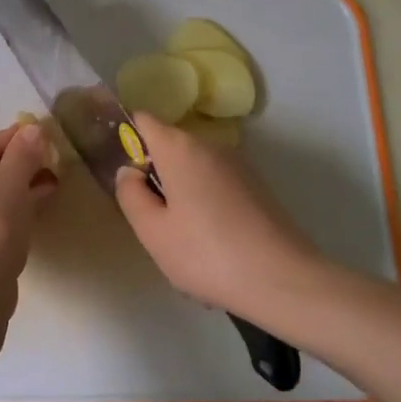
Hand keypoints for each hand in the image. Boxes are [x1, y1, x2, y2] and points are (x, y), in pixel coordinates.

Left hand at [0, 123, 56, 287]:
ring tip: (47, 186)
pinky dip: (0, 213)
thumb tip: (33, 130)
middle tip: (48, 165)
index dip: (16, 141)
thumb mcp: (11, 185)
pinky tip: (31, 210)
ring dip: (13, 191)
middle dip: (16, 168)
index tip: (42, 137)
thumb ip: (23, 154)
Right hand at [114, 114, 321, 316]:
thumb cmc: (206, 254)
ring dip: (180, 198)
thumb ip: (130, 194)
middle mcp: (210, 146)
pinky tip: (211, 250)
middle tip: (149, 222)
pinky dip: (205, 210)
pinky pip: (215, 189)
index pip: (143, 120)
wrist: (283, 280)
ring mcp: (238, 166)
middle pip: (169, 148)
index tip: (117, 168)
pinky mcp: (256, 188)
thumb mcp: (152, 231)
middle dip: (154, 177)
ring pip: (193, 173)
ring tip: (182, 245)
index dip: (125, 136)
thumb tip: (129, 171)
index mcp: (180, 148)